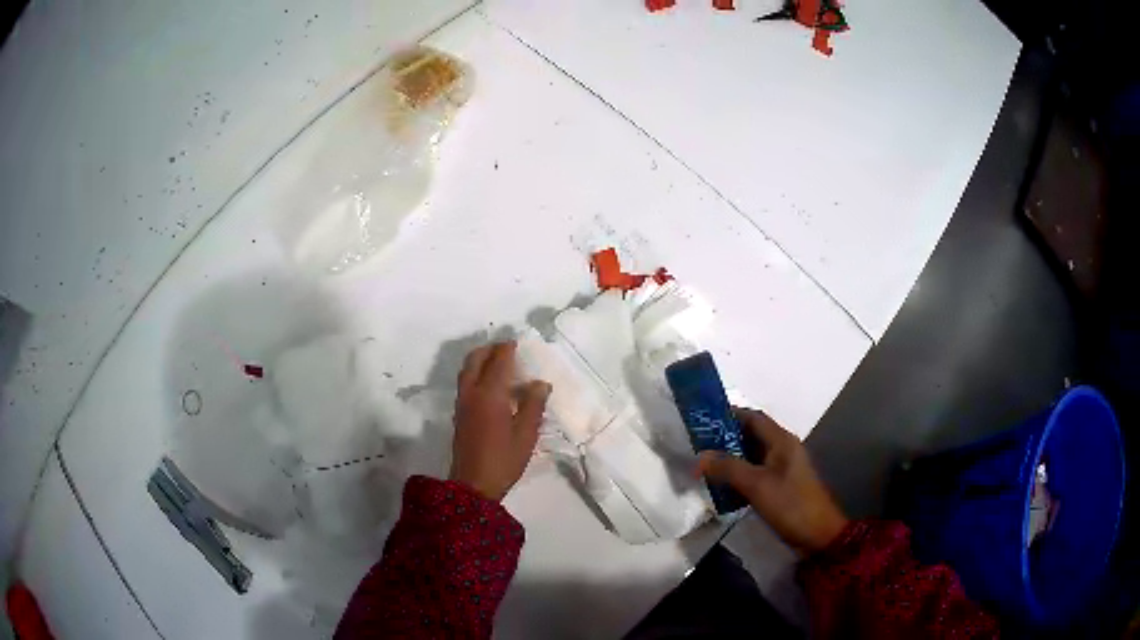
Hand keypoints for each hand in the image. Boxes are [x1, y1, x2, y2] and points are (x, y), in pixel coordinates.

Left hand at [450, 341, 551, 500]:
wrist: (473, 484)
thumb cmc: (504, 459)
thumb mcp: (526, 434)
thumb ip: (533, 405)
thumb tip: (540, 383)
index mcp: (490, 394)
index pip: (498, 361)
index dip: (508, 349)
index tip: (518, 342)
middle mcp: (472, 392)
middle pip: (475, 359)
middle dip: (490, 349)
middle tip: (507, 349)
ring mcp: (462, 403)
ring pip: (466, 370)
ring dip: (480, 360)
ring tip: (498, 363)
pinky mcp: (459, 414)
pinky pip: (465, 382)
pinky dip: (476, 373)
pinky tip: (491, 385)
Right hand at [698, 407, 847, 553]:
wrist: (817, 535)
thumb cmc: (790, 504)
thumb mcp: (757, 485)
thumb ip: (728, 468)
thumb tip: (700, 457)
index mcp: (782, 441)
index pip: (752, 417)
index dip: (728, 415)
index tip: (702, 420)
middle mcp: (782, 449)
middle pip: (750, 435)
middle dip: (724, 439)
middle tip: (696, 446)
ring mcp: (781, 468)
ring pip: (751, 456)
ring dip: (729, 459)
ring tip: (703, 465)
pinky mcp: (779, 486)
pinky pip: (754, 473)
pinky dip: (737, 476)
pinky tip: (720, 486)